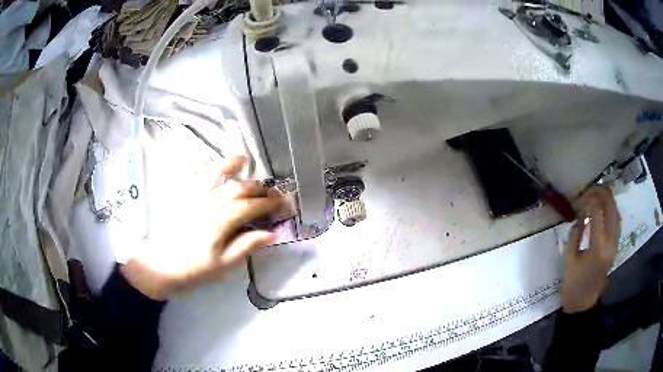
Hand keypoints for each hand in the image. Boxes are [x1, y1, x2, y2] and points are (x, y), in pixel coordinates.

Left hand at [121, 156, 283, 299]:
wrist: (162, 264)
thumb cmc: (195, 268)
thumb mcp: (224, 264)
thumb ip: (246, 246)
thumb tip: (271, 233)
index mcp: (221, 223)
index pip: (250, 207)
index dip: (268, 203)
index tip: (282, 202)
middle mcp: (209, 204)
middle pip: (238, 188)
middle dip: (257, 187)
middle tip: (270, 189)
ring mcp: (195, 197)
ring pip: (216, 175)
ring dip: (232, 165)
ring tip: (244, 158)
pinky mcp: (184, 196)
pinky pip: (198, 176)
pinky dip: (209, 168)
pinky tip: (215, 166)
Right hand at [560, 186, 620, 312]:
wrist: (583, 301)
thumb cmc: (573, 282)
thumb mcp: (569, 257)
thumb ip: (576, 232)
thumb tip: (581, 213)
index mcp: (597, 247)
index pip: (597, 211)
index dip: (588, 199)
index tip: (580, 200)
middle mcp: (610, 241)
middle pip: (611, 205)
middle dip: (600, 192)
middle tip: (588, 191)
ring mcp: (615, 243)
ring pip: (616, 210)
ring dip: (606, 200)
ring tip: (594, 197)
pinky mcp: (616, 245)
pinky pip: (616, 220)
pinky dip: (610, 210)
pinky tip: (602, 210)